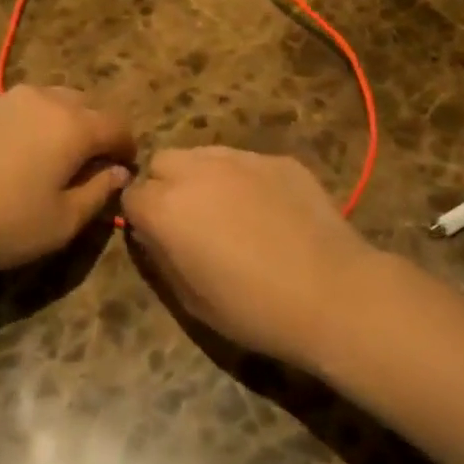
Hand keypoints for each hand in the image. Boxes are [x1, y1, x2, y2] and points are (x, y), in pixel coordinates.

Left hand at [0, 86, 135, 274]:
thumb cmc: (2, 222)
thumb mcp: (61, 222)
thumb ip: (97, 193)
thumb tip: (117, 172)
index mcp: (74, 126)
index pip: (117, 125)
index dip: (127, 146)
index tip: (125, 168)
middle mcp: (47, 100)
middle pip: (87, 105)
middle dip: (98, 129)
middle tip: (92, 163)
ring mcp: (10, 98)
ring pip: (54, 100)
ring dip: (66, 121)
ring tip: (56, 155)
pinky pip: (24, 106)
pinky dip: (36, 121)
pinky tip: (19, 151)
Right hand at [120, 148, 375, 365]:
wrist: (332, 293)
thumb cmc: (253, 309)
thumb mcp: (190, 299)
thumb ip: (160, 257)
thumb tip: (152, 234)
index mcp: (165, 207)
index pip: (131, 196)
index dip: (141, 218)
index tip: (158, 238)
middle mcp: (195, 171)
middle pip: (162, 163)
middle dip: (166, 186)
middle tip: (190, 221)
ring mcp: (239, 158)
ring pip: (202, 155)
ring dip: (202, 177)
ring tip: (230, 212)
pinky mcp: (276, 159)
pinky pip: (245, 162)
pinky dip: (244, 180)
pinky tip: (269, 212)